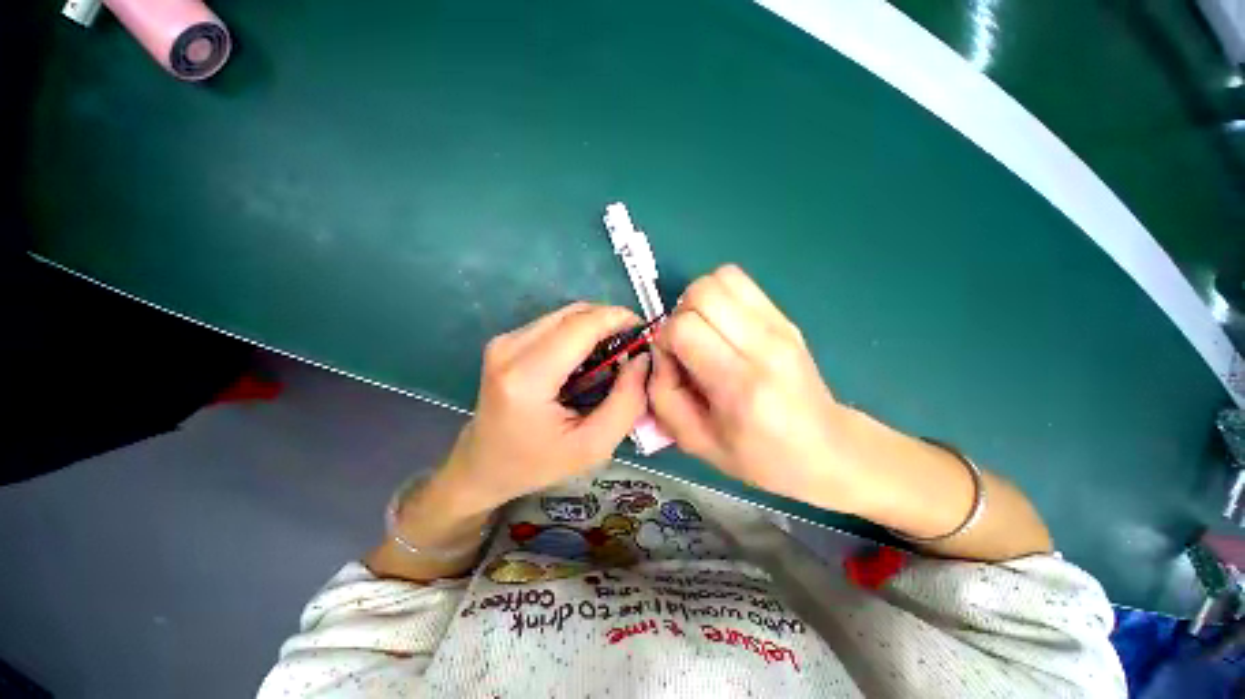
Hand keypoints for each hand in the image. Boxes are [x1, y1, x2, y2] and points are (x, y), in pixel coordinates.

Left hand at [437, 302, 650, 512]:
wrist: (483, 465)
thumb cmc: (537, 463)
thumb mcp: (593, 446)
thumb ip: (626, 401)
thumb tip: (642, 359)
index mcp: (527, 377)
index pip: (581, 326)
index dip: (618, 319)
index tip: (645, 332)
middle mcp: (510, 348)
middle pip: (574, 314)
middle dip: (610, 322)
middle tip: (633, 346)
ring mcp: (504, 341)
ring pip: (565, 315)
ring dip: (595, 326)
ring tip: (613, 354)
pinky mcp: (506, 341)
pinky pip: (554, 323)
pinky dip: (579, 332)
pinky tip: (588, 357)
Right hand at [648, 265, 863, 508]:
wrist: (824, 448)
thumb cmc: (757, 455)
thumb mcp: (694, 440)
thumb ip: (662, 394)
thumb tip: (659, 351)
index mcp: (740, 384)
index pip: (685, 328)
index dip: (665, 339)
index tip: (672, 361)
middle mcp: (763, 345)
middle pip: (702, 293)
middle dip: (679, 314)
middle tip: (686, 344)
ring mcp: (779, 325)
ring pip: (720, 278)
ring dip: (698, 300)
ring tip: (703, 331)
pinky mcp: (785, 316)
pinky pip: (738, 280)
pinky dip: (718, 294)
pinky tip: (721, 324)